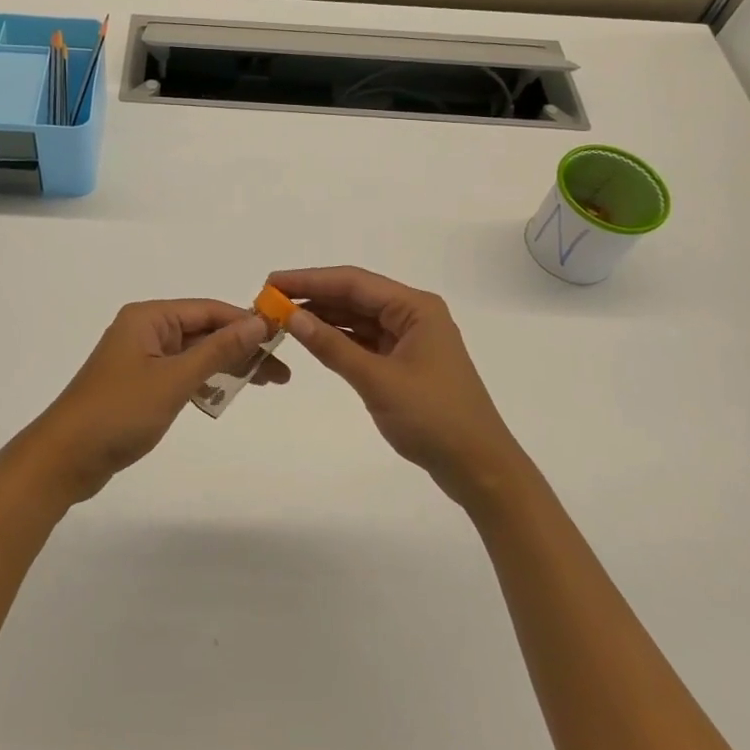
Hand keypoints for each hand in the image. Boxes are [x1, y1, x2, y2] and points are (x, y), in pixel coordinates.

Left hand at [25, 300, 287, 503]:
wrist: (64, 459)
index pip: (208, 310)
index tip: (281, 339)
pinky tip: (224, 395)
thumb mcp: (174, 379)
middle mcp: (145, 330)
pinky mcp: (138, 385)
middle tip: (281, 372)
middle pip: (203, 331)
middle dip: (241, 348)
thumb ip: (218, 350)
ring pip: (194, 354)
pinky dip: (203, 381)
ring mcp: (140, 358)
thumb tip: (258, 321)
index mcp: (149, 318)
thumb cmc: (119, 412)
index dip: (246, 322)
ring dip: (226, 366)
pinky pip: (180, 373)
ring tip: (264, 383)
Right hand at [268, 266, 525, 510]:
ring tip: (281, 318)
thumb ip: (332, 347)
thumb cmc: (434, 419)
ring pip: (357, 318)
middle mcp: (412, 314)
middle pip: (354, 296)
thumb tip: (291, 316)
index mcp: (415, 308)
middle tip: (269, 301)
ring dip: (323, 318)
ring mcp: (409, 338)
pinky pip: (364, 340)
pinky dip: (338, 339)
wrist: (480, 469)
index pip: (353, 282)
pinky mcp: (404, 362)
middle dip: (313, 297)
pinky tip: (311, 339)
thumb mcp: (377, 381)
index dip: (310, 279)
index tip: (272, 282)